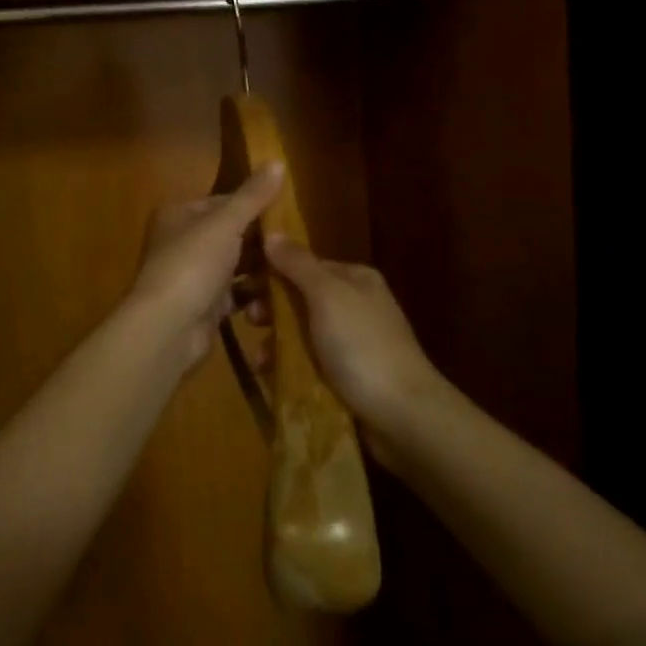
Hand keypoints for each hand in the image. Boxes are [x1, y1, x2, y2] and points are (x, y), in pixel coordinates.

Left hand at [126, 163, 285, 370]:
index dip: (253, 205)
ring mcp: (192, 275)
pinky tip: (279, 295)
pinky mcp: (203, 306)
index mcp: (179, 214)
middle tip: (295, 243)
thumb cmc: (193, 264)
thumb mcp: (226, 223)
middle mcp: (181, 241)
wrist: (168, 327)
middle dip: (260, 240)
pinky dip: (253, 294)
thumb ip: (252, 196)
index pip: (222, 202)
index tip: (287, 212)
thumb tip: (277, 160)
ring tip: (292, 267)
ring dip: (260, 268)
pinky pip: (235, 293)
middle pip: (230, 234)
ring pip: (234, 265)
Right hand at [263, 236, 444, 433]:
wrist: (403, 415)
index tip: (242, 283)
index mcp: (354, 279)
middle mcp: (354, 305)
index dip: (273, 271)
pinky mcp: (347, 376)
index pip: (305, 264)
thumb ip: (298, 264)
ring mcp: (352, 342)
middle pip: (300, 298)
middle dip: (271, 309)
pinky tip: (272, 376)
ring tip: (259, 359)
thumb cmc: (362, 345)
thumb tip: (272, 230)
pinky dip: (289, 366)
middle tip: (249, 320)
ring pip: (301, 333)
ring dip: (276, 342)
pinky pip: (309, 363)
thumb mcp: (327, 296)